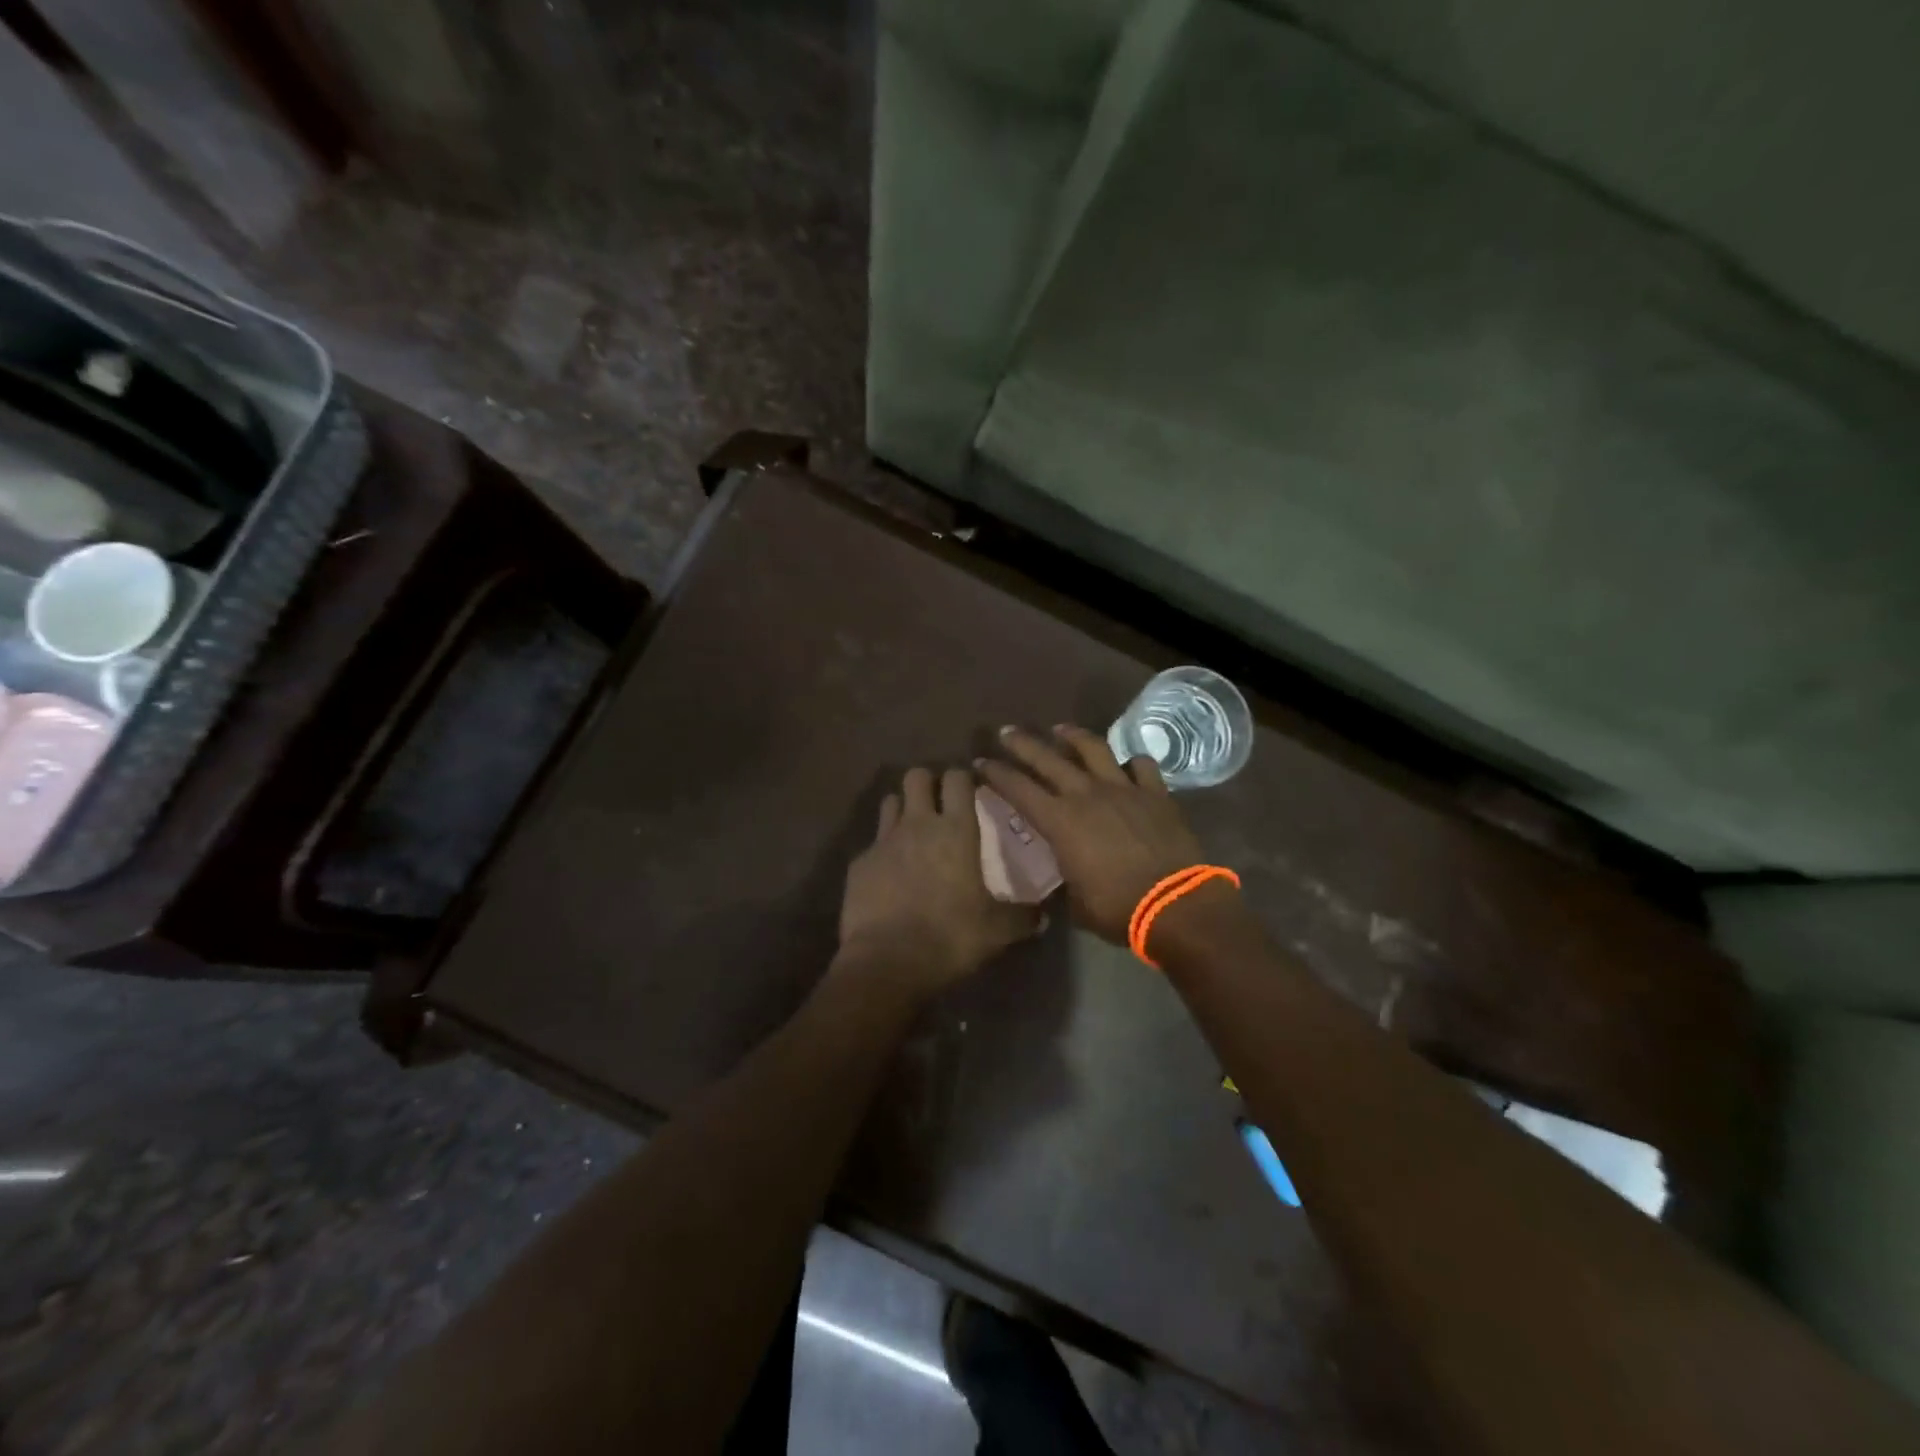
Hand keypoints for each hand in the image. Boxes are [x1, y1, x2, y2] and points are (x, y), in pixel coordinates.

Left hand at [837, 766, 1041, 994]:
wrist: (886, 961)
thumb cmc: (950, 936)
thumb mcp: (997, 931)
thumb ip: (1022, 917)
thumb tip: (1042, 916)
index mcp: (956, 831)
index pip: (957, 779)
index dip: (963, 778)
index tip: (970, 789)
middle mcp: (918, 825)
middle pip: (916, 776)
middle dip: (927, 782)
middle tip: (939, 803)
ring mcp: (884, 841)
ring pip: (890, 801)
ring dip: (902, 809)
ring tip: (913, 831)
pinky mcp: (859, 863)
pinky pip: (873, 843)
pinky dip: (882, 851)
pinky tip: (889, 874)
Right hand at [977, 725, 1207, 944]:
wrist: (1176, 905)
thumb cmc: (1118, 909)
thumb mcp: (1076, 902)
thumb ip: (1065, 880)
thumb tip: (1063, 878)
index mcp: (1060, 822)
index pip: (1018, 789)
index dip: (996, 774)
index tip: (981, 762)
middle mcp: (1087, 795)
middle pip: (1048, 759)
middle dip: (1023, 743)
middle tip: (1007, 731)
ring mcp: (1123, 789)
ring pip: (1093, 749)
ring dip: (1073, 736)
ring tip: (1060, 729)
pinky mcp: (1155, 793)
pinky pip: (1141, 765)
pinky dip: (1130, 762)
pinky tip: (1125, 764)